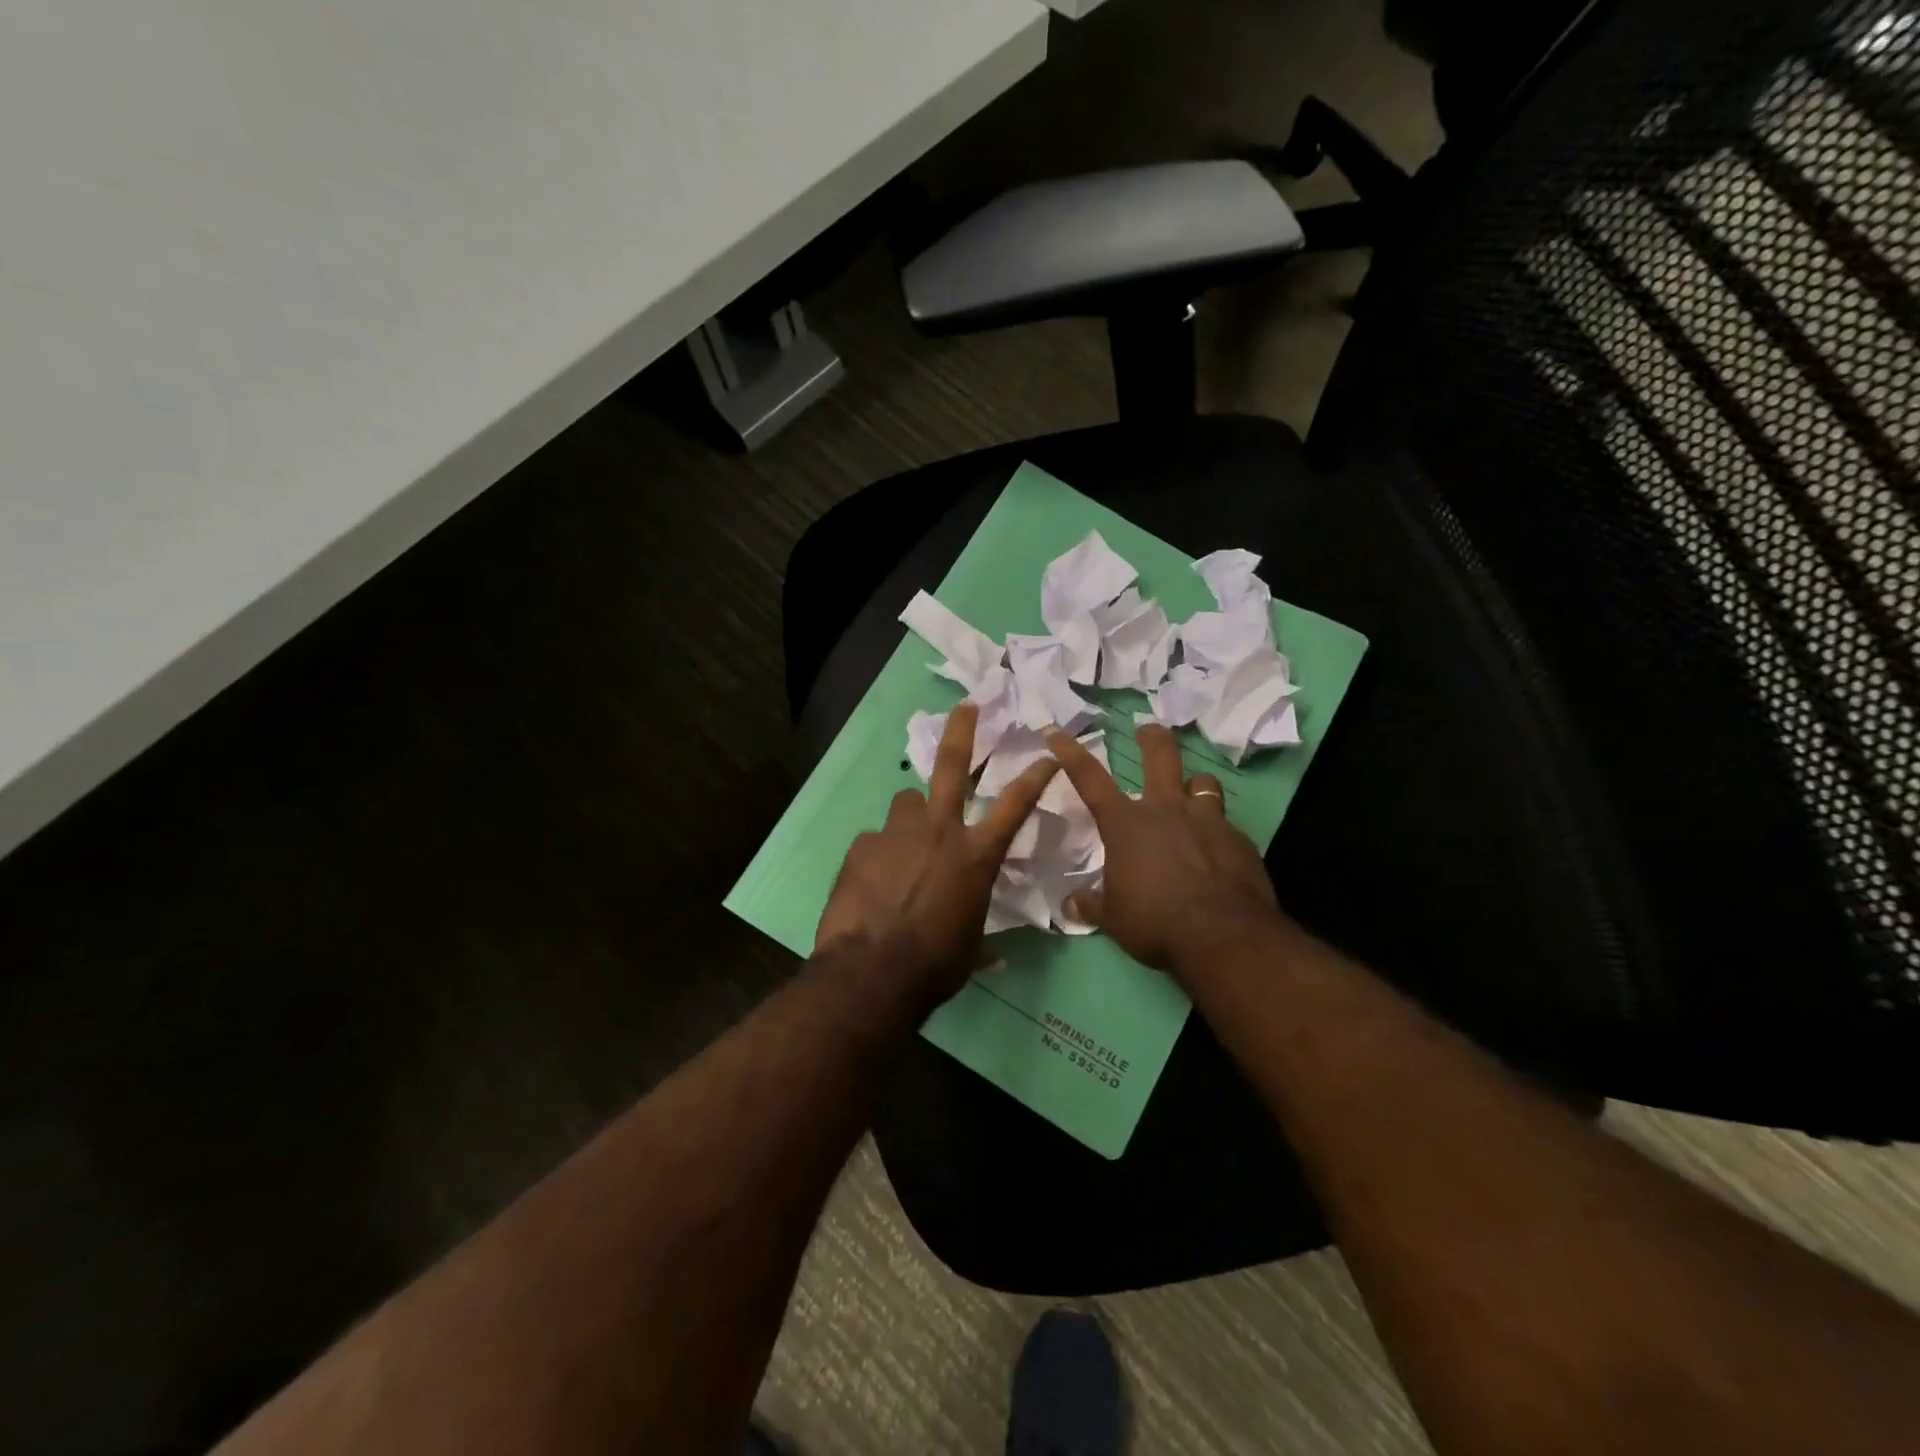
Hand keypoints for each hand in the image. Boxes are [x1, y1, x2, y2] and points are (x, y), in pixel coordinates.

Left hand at [816, 703, 1058, 1000]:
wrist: (872, 972)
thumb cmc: (935, 965)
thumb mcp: (970, 947)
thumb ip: (979, 933)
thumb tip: (992, 955)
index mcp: (975, 856)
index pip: (1015, 806)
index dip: (1035, 777)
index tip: (1047, 754)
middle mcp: (939, 832)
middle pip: (951, 765)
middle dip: (962, 731)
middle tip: (966, 707)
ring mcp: (896, 833)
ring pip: (906, 802)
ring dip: (912, 816)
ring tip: (905, 842)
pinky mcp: (861, 846)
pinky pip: (875, 840)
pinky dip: (880, 853)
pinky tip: (873, 879)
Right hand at [1045, 724, 1285, 980]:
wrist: (1223, 936)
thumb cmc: (1155, 922)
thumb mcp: (1114, 919)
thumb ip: (1093, 905)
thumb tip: (1072, 903)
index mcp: (1125, 824)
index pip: (1089, 779)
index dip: (1070, 753)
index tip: (1056, 733)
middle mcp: (1166, 809)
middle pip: (1161, 755)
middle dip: (1152, 738)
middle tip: (1148, 731)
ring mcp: (1207, 820)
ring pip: (1204, 782)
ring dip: (1196, 785)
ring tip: (1194, 795)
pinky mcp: (1240, 839)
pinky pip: (1227, 824)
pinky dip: (1219, 833)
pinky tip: (1219, 853)